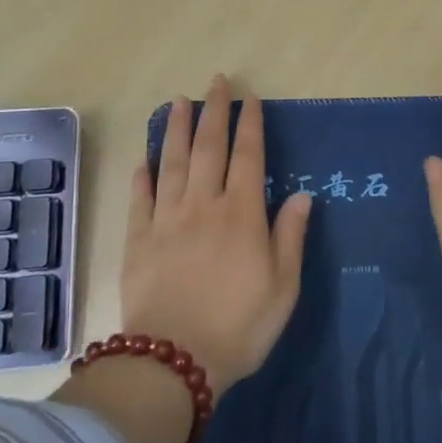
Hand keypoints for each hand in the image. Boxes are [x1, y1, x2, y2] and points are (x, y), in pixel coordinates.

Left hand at [121, 75, 312, 390]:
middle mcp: (204, 205)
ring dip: (177, 130)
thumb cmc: (239, 326)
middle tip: (216, 81)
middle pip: (209, 148)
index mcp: (242, 214)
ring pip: (172, 163)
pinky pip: (140, 199)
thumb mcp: (283, 286)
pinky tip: (145, 158)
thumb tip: (303, 195)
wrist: (174, 361)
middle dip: (214, 112)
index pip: (248, 156)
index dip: (250, 124)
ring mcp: (166, 220)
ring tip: (178, 101)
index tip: (250, 97)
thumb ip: (291, 236)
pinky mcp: (138, 240)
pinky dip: (143, 176)